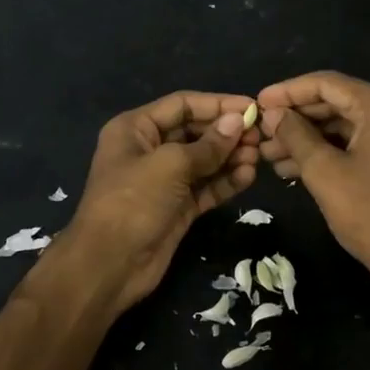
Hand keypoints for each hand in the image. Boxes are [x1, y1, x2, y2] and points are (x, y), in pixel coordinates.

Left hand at [52, 91, 259, 315]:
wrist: (109, 265)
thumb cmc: (133, 202)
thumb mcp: (169, 165)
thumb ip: (207, 145)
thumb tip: (237, 121)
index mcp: (135, 129)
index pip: (182, 105)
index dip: (217, 104)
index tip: (251, 107)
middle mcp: (149, 150)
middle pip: (194, 131)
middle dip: (226, 133)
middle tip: (260, 136)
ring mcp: (163, 181)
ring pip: (203, 161)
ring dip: (230, 157)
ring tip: (258, 157)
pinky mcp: (177, 208)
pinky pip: (206, 187)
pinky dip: (226, 181)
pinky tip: (248, 176)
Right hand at [256, 71, 369, 281]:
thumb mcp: (324, 172)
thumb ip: (295, 135)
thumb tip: (272, 114)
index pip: (326, 84)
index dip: (287, 92)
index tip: (258, 103)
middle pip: (338, 102)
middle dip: (297, 119)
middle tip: (262, 133)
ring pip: (349, 125)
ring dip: (311, 138)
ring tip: (272, 155)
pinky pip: (364, 142)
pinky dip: (333, 150)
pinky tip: (299, 165)